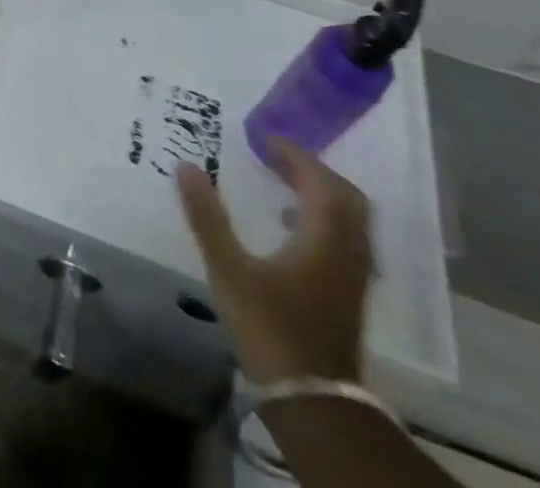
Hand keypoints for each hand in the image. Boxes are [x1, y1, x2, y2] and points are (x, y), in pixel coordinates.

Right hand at [177, 140, 371, 384]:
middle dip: (312, 169)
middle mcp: (347, 251)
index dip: (294, 154)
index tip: (264, 139)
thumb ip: (207, 217)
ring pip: (349, 219)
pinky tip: (289, 228)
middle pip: (344, 196)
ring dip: (320, 193)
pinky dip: (322, 218)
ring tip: (281, 185)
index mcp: (324, 238)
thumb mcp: (229, 270)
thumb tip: (187, 166)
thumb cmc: (270, 329)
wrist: (313, 401)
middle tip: (276, 157)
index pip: (319, 180)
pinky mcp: (349, 294)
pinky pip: (345, 238)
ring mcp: (353, 275)